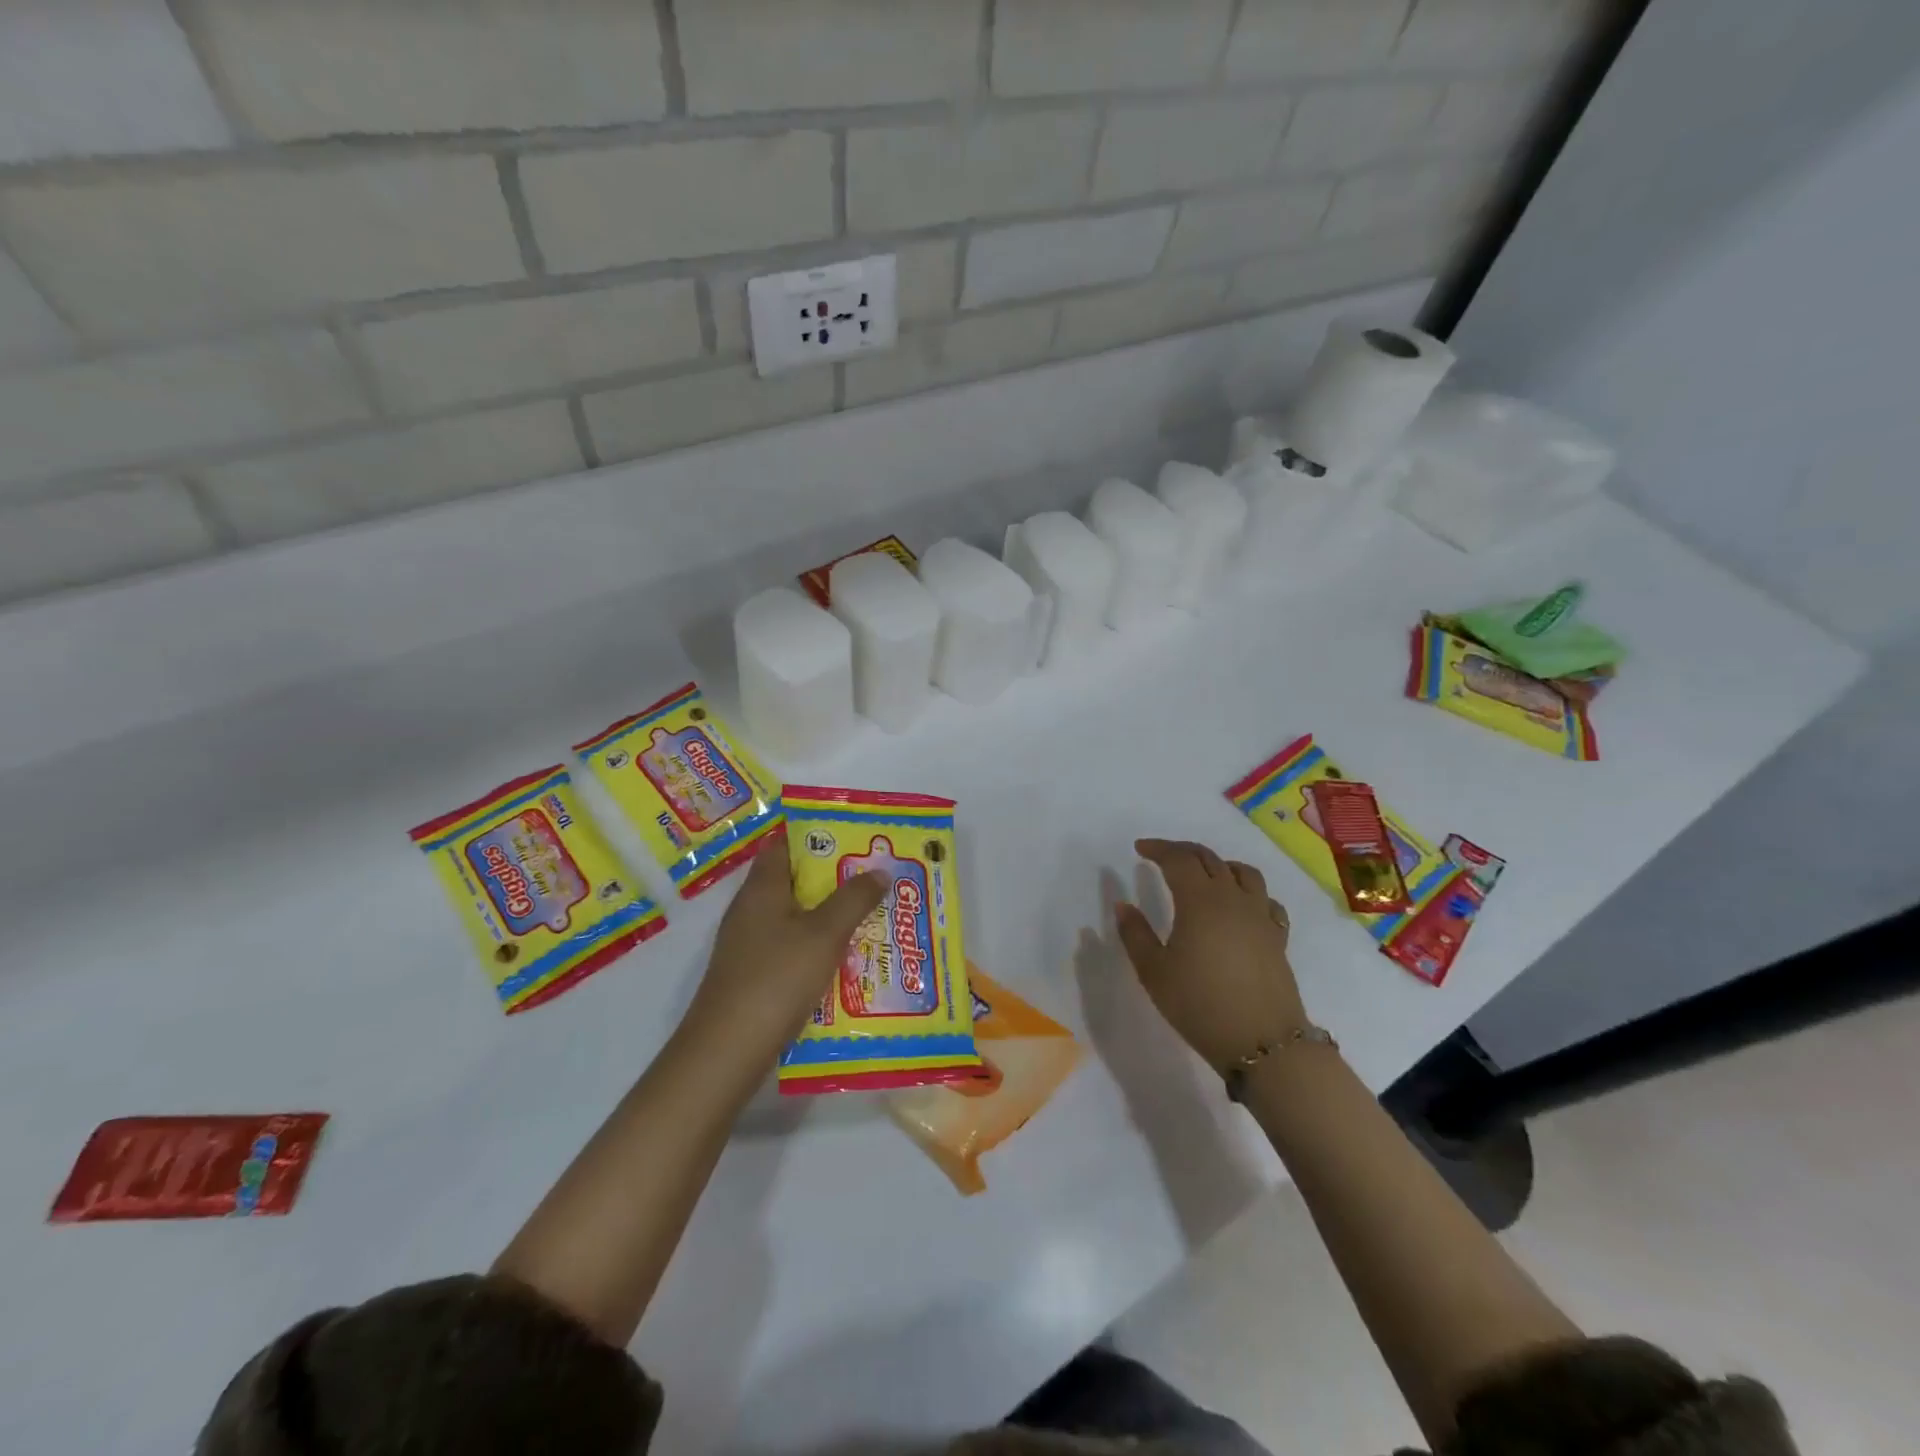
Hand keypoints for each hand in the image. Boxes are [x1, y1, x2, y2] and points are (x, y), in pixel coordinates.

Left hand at [684, 835, 887, 1064]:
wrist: (728, 1049)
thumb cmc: (777, 978)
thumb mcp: (824, 934)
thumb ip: (854, 899)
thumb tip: (878, 870)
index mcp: (762, 888)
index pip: (784, 845)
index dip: (816, 836)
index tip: (853, 838)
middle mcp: (751, 910)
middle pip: (793, 881)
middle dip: (832, 879)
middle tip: (873, 877)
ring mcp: (748, 945)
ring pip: (794, 917)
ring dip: (828, 915)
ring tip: (870, 915)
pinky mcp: (752, 975)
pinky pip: (790, 948)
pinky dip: (816, 947)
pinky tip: (844, 960)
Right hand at [1115, 838, 1308, 1073]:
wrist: (1263, 1043)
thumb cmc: (1199, 1004)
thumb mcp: (1154, 972)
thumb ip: (1135, 933)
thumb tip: (1123, 904)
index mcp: (1199, 900)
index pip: (1178, 859)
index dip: (1158, 849)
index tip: (1140, 849)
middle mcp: (1232, 898)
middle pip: (1209, 859)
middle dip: (1183, 851)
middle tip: (1162, 856)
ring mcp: (1260, 916)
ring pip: (1243, 872)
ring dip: (1219, 864)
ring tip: (1204, 874)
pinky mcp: (1277, 937)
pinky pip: (1265, 899)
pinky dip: (1248, 891)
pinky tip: (1240, 905)